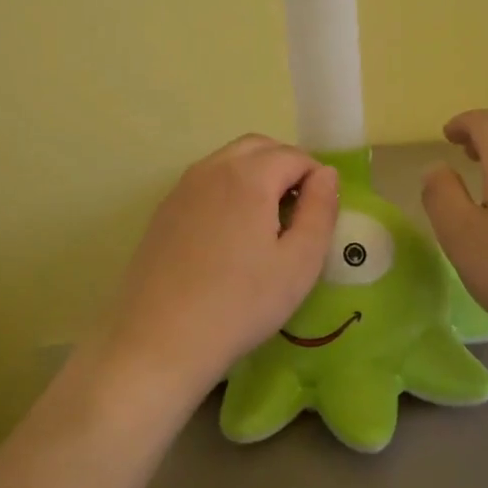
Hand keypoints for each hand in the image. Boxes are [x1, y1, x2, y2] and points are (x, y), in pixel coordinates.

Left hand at [98, 134, 338, 402]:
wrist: (161, 340)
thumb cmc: (241, 304)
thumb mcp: (299, 263)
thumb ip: (320, 210)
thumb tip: (326, 175)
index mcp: (248, 176)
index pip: (294, 156)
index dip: (316, 177)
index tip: (322, 213)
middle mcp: (212, 169)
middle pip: (258, 147)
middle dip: (286, 166)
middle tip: (299, 210)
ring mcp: (182, 188)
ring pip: (228, 160)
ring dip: (256, 174)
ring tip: (268, 221)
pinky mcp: (164, 210)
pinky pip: (205, 182)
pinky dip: (228, 188)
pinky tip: (231, 234)